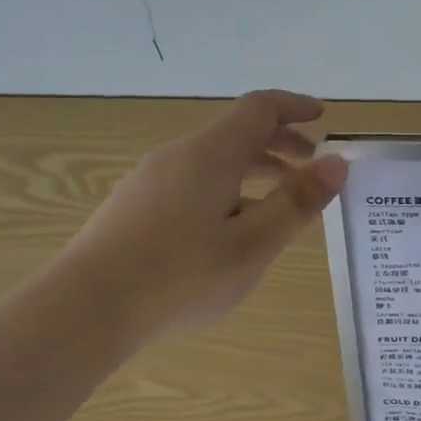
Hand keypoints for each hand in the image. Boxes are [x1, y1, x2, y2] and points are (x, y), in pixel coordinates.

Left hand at [50, 90, 346, 351]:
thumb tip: (337, 163)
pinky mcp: (134, 207)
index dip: (294, 107)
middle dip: (280, 144)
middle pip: (237, 133)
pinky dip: (227, 190)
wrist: (83, 312)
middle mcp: (179, 156)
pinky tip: (230, 231)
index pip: (259, 108)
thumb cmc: (179, 276)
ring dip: (254, 171)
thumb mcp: (253, 244)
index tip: (323, 118)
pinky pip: (193, 182)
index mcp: (210, 154)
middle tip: (311, 170)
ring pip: (214, 161)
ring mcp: (150, 181)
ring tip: (278, 206)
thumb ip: (297, 202)